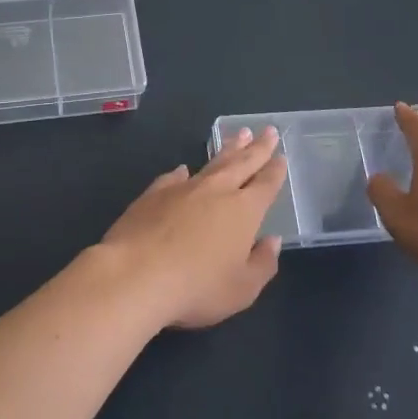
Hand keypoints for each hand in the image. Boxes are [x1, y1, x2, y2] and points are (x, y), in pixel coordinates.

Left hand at [96, 127, 287, 329]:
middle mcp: (216, 191)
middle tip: (267, 130)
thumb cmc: (197, 287)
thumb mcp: (242, 289)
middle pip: (242, 163)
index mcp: (244, 211)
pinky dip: (182, 172)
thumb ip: (262, 264)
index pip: (265, 184)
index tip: (281, 155)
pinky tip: (184, 169)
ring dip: (227, 149)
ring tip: (237, 134)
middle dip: (257, 147)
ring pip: (211, 163)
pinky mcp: (153, 194)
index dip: (275, 170)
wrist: (136, 274)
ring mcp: (183, 189)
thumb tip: (272, 241)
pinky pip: (174, 177)